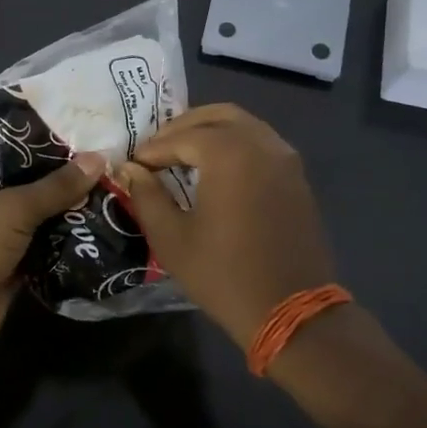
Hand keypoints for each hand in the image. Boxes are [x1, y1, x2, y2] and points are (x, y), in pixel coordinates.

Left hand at [0, 144, 106, 354]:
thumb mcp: (13, 209)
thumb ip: (56, 186)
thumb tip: (99, 158)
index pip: (1, 140)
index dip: (35, 131)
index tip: (75, 121)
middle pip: (24, 175)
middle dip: (61, 170)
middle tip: (104, 153)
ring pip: (36, 210)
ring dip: (67, 204)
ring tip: (111, 183)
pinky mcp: (10, 260)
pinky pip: (43, 241)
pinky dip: (65, 235)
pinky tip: (101, 221)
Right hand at [114, 104, 336, 349]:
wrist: (292, 311)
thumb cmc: (224, 274)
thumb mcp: (172, 238)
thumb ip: (147, 195)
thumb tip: (129, 169)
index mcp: (229, 153)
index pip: (181, 137)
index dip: (153, 149)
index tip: (133, 164)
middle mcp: (261, 144)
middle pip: (217, 116)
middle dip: (183, 127)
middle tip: (158, 148)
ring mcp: (285, 159)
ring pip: (244, 125)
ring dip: (211, 131)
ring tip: (183, 154)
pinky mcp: (297, 178)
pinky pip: (262, 143)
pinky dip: (235, 144)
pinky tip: (216, 169)